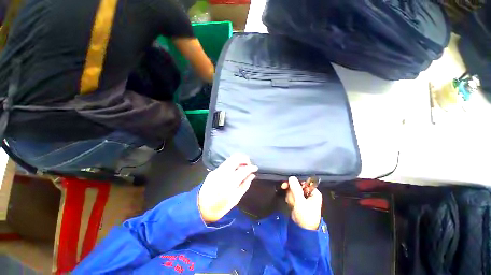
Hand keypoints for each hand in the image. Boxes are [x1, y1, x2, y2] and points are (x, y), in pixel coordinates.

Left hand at [198, 154, 257, 222]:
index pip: (244, 169)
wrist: (200, 208)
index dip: (251, 167)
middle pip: (236, 158)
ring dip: (239, 160)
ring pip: (230, 158)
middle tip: (249, 165)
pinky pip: (225, 163)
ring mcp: (217, 170)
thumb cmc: (220, 207)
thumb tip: (252, 175)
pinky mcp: (213, 170)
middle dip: (245, 159)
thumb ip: (245, 185)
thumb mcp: (235, 199)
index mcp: (230, 181)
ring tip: (243, 166)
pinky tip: (234, 170)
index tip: (256, 168)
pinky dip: (232, 163)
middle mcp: (223, 172)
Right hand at [281, 176, 321, 230]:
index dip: (295, 182)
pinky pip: (291, 196)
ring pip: (292, 191)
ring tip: (293, 204)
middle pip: (296, 185)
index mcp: (313, 192)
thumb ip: (296, 188)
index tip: (287, 183)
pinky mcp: (297, 201)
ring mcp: (302, 198)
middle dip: (291, 192)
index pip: (303, 182)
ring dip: (290, 197)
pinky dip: (290, 200)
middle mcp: (308, 193)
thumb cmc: (306, 216)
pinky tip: (291, 205)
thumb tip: (291, 177)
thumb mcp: (301, 201)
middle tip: (287, 193)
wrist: (303, 230)